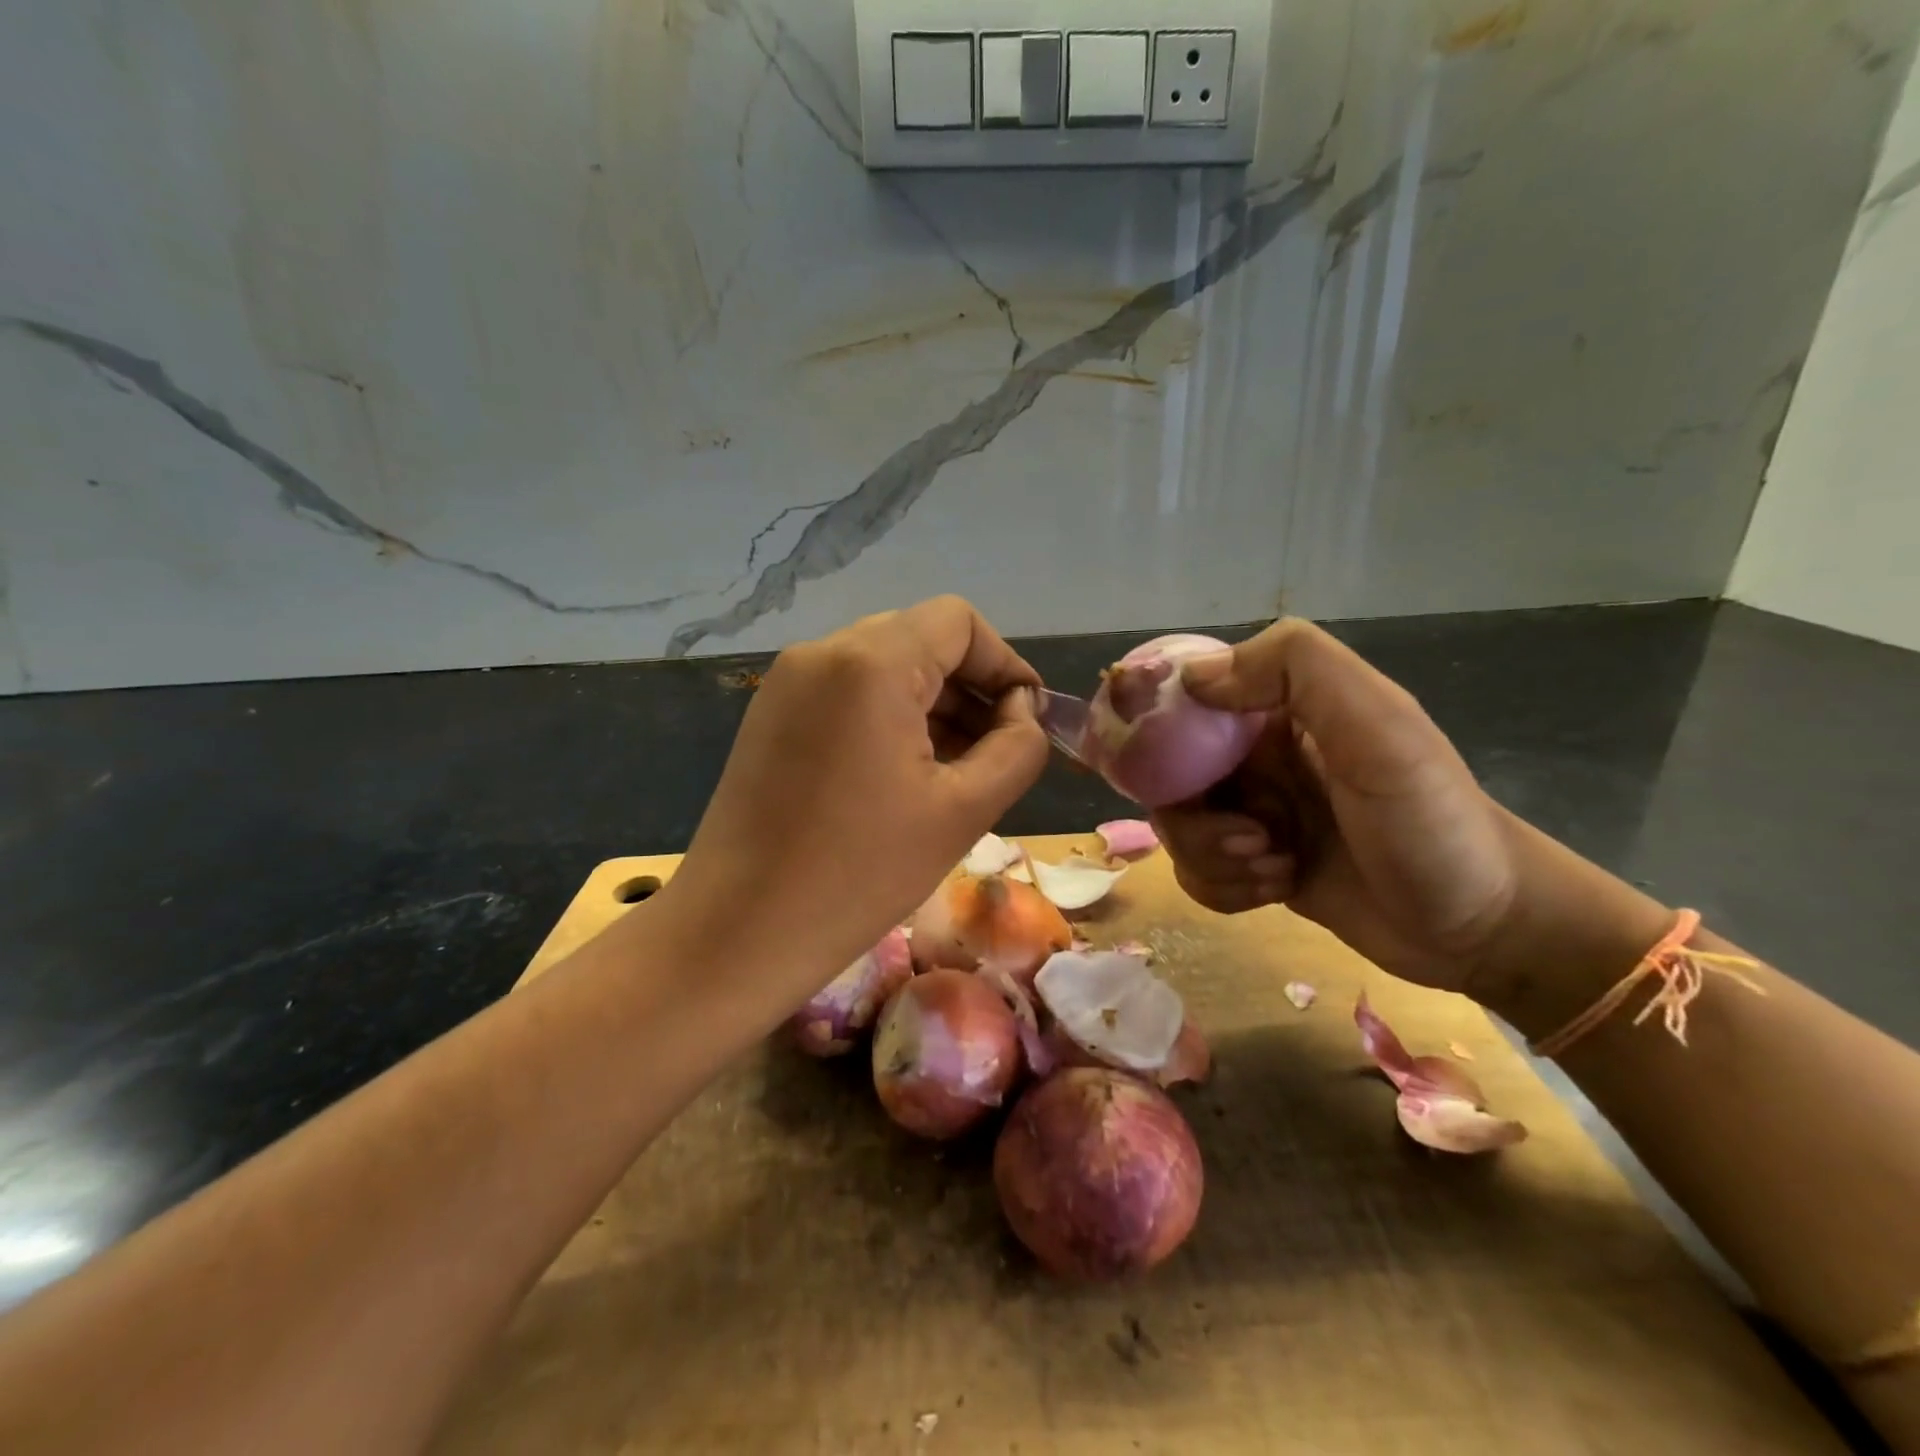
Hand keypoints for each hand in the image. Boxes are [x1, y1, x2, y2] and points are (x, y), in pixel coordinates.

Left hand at [662, 597, 1047, 1006]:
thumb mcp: (963, 811)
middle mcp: (822, 653)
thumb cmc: (860, 873)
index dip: (1005, 664)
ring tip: (958, 772)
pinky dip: (890, 719)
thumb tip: (1021, 709)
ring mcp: (788, 683)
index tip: (1027, 720)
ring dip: (933, 707)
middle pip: (920, 640)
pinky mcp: (770, 716)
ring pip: (884, 669)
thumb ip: (1017, 747)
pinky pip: (848, 694)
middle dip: (970, 689)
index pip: (958, 622)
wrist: (739, 931)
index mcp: (870, 662)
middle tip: (996, 753)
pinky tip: (905, 776)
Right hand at [1151, 620, 1523, 995]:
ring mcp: (1253, 813)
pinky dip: (1222, 887)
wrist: (1484, 926)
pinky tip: (1273, 891)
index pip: (1184, 700)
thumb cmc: (1431, 821)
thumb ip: (1295, 668)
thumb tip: (1190, 678)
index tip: (1162, 771)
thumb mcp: (1379, 727)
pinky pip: (1197, 871)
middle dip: (1194, 818)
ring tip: (1276, 868)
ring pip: (1178, 828)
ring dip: (1212, 857)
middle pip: (1167, 775)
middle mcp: (1255, 757)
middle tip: (1250, 839)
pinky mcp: (1253, 865)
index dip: (1155, 729)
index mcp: (1277, 709)